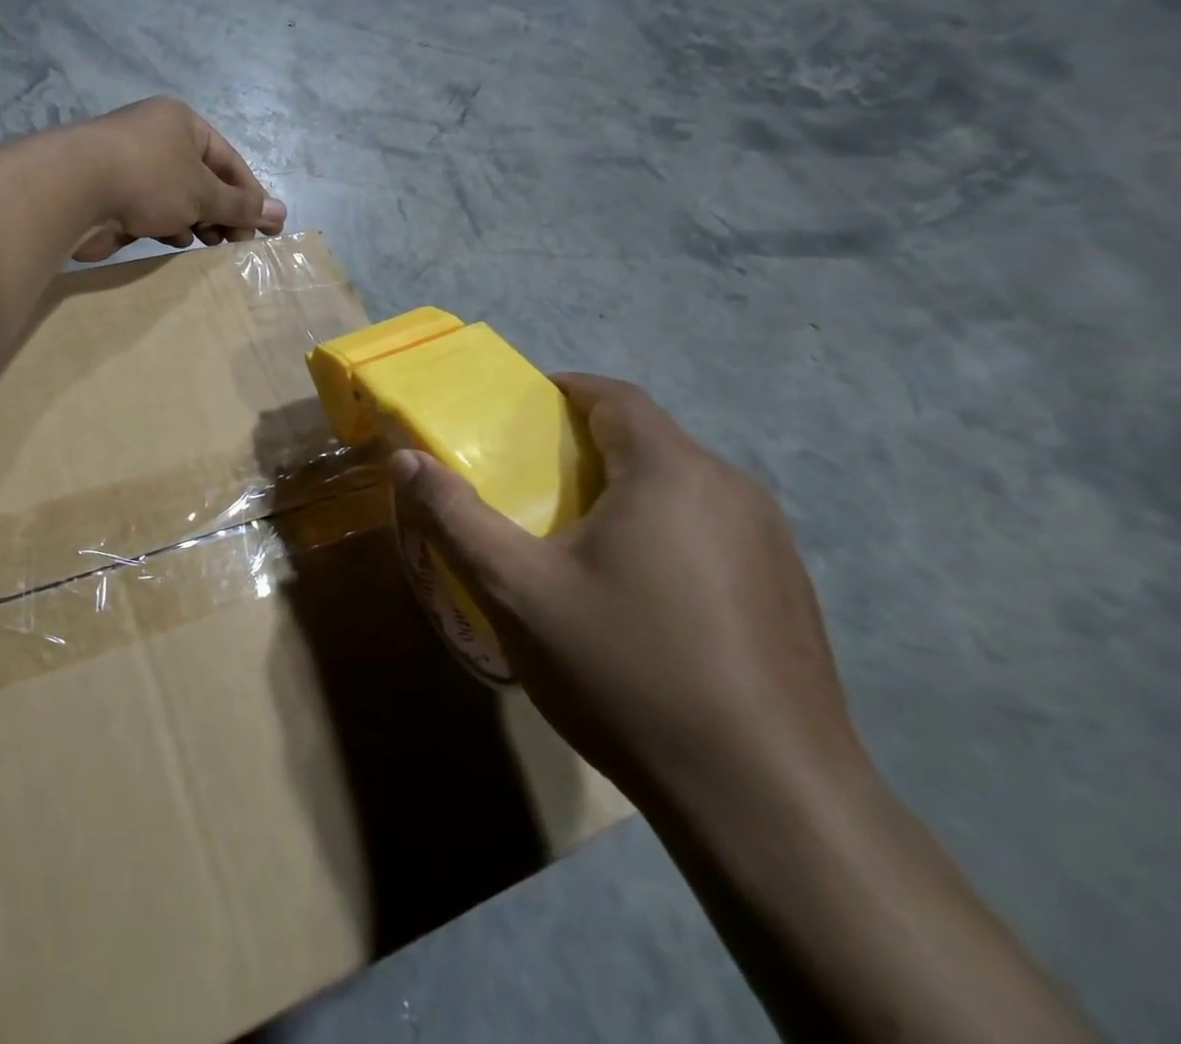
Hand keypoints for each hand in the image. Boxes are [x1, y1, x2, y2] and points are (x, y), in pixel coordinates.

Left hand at [70, 98, 287, 260]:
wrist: (72, 190)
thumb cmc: (149, 179)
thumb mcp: (203, 193)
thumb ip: (241, 205)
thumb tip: (282, 213)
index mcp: (181, 123)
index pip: (228, 159)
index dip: (250, 193)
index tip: (266, 226)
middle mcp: (156, 138)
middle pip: (202, 178)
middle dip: (223, 210)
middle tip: (239, 241)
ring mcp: (130, 165)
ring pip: (176, 196)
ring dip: (197, 220)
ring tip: (212, 244)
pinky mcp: (110, 193)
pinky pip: (150, 210)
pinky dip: (167, 225)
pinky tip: (176, 242)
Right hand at [388, 374, 866, 820]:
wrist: (768, 803)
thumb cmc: (627, 671)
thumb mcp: (518, 590)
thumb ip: (455, 516)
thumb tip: (404, 459)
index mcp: (671, 471)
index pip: (614, 396)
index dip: (563, 390)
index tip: (520, 412)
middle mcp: (733, 491)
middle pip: (648, 441)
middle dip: (586, 448)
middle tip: (533, 485)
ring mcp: (772, 545)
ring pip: (681, 490)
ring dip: (626, 493)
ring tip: (578, 542)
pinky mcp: (789, 594)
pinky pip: (712, 534)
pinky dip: (664, 534)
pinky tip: (641, 600)